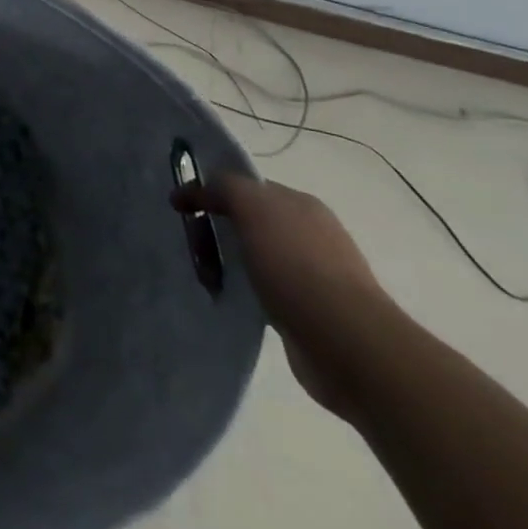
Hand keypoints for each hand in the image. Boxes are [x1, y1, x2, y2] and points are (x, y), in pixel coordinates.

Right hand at [173, 173, 393, 417]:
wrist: (346, 342)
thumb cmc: (295, 264)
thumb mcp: (251, 206)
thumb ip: (223, 186)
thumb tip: (197, 189)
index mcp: (300, 203)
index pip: (246, 187)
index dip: (211, 193)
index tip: (181, 209)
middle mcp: (310, 233)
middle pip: (248, 222)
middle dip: (216, 232)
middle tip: (194, 250)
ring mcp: (315, 274)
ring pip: (254, 257)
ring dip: (228, 266)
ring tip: (209, 281)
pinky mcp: (311, 311)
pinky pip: (265, 291)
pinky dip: (245, 293)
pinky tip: (234, 301)